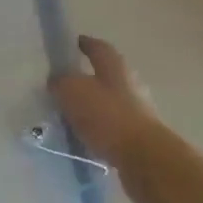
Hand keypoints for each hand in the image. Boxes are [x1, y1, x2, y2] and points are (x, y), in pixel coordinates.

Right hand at [49, 36, 183, 202]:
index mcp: (115, 66)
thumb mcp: (71, 91)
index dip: (84, 43)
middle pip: (105, 74)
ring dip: (91, 106)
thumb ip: (60, 82)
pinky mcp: (139, 136)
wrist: (144, 158)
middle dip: (86, 78)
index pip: (97, 47)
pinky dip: (98, 128)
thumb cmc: (107, 115)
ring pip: (108, 102)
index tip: (71, 44)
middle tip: (64, 84)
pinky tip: (83, 137)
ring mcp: (138, 111)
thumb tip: (57, 81)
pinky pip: (112, 126)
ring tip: (69, 114)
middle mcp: (130, 84)